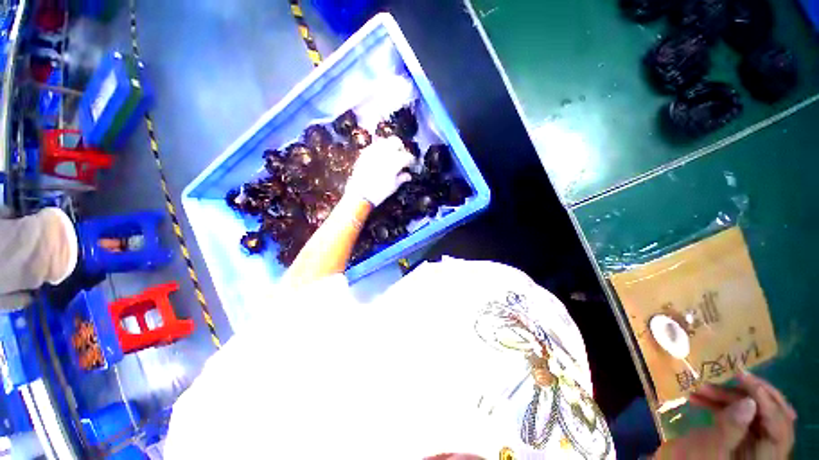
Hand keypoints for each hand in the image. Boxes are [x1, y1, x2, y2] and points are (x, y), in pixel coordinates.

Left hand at [345, 136, 415, 205]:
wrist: (359, 195)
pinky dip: (379, 149)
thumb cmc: (379, 192)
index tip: (411, 164)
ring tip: (391, 155)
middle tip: (402, 156)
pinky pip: (374, 146)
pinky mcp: (364, 153)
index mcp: (395, 162)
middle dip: (401, 148)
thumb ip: (402, 178)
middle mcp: (385, 153)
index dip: (411, 160)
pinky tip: (380, 157)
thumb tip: (408, 175)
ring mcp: (373, 151)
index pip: (407, 156)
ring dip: (390, 146)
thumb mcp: (393, 186)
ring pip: (385, 141)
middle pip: (396, 142)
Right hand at [653, 372, 795, 458]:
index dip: (768, 403)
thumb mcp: (711, 450)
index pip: (780, 428)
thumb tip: (749, 401)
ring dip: (728, 397)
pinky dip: (720, 403)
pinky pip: (737, 414)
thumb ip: (731, 429)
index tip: (745, 380)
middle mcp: (766, 450)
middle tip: (732, 377)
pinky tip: (699, 397)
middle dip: (750, 394)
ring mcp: (752, 442)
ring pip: (752, 412)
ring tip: (701, 389)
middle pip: (771, 416)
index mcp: (766, 458)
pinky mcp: (738, 435)